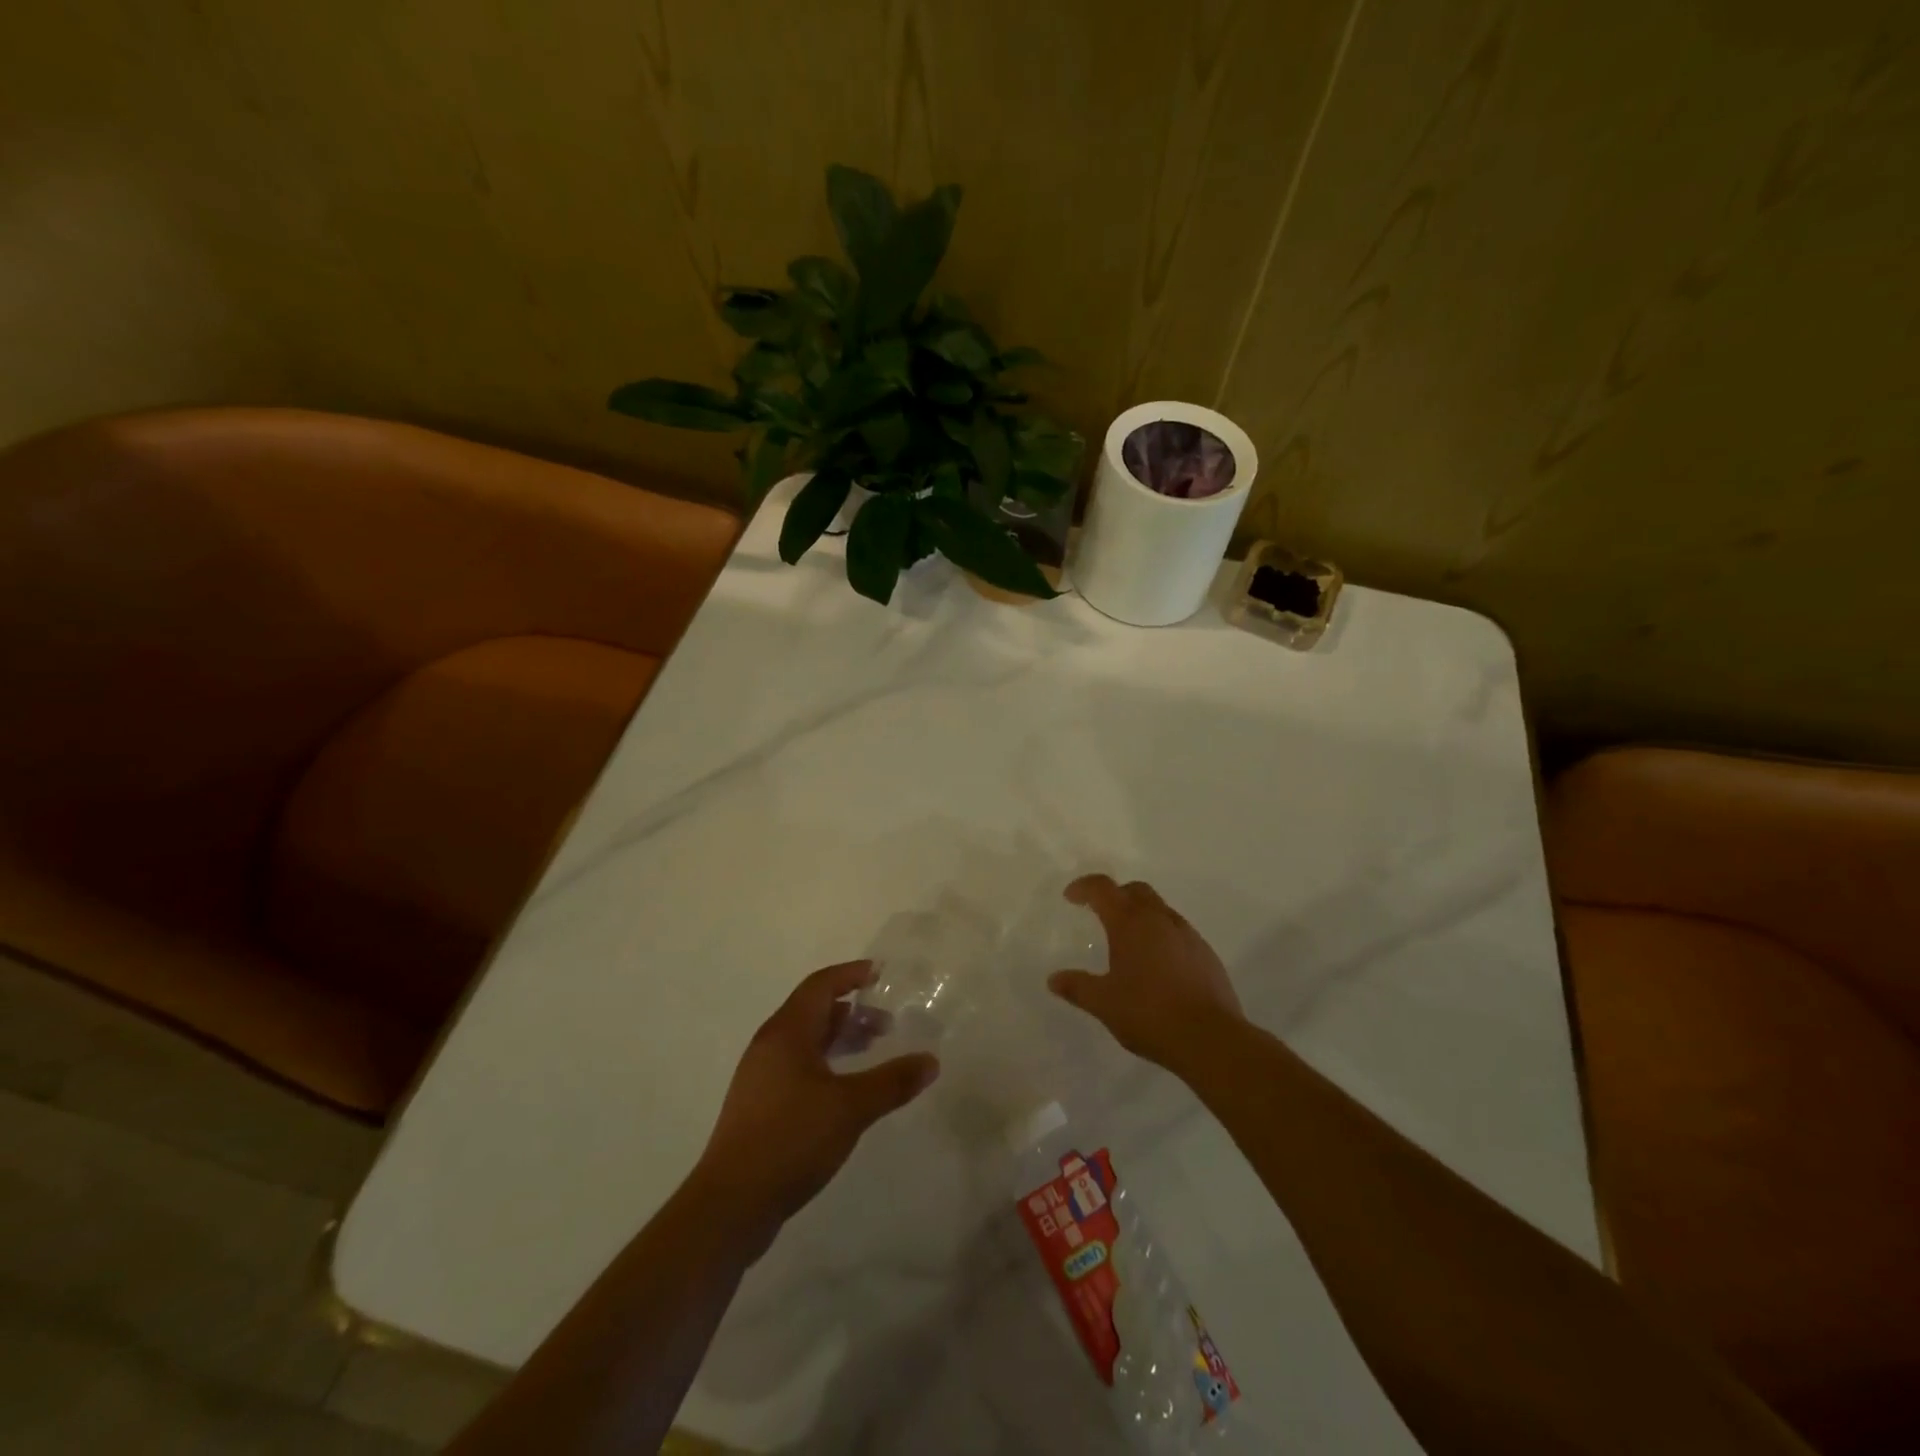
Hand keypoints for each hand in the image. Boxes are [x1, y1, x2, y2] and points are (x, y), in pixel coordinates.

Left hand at [695, 961, 938, 1231]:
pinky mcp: (759, 1106)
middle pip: (813, 1011)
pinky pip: (797, 1066)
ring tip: (872, 1052)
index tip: (881, 974)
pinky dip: (826, 1063)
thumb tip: (930, 1061)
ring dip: (839, 1039)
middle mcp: (770, 1045)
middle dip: (851, 1011)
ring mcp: (760, 1076)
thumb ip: (892, 1081)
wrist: (730, 1204)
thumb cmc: (790, 1139)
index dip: (851, 974)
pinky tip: (845, 1090)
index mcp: (786, 1032)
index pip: (821, 985)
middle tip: (888, 1024)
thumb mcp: (851, 1108)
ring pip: (805, 1041)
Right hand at [1048, 875, 1244, 1068]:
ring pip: (1160, 910)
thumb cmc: (1149, 1014)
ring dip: (1141, 915)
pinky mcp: (1207, 954)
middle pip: (1136, 890)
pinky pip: (1178, 932)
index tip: (1070, 897)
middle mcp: (1160, 919)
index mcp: (1130, 923)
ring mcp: (1188, 935)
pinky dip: (1162, 936)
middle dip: (1115, 895)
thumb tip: (1053, 979)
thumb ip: (1077, 987)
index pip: (1103, 888)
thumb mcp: (1104, 1003)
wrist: (1211, 1039)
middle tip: (1100, 913)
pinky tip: (1158, 966)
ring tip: (1129, 943)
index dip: (1084, 887)